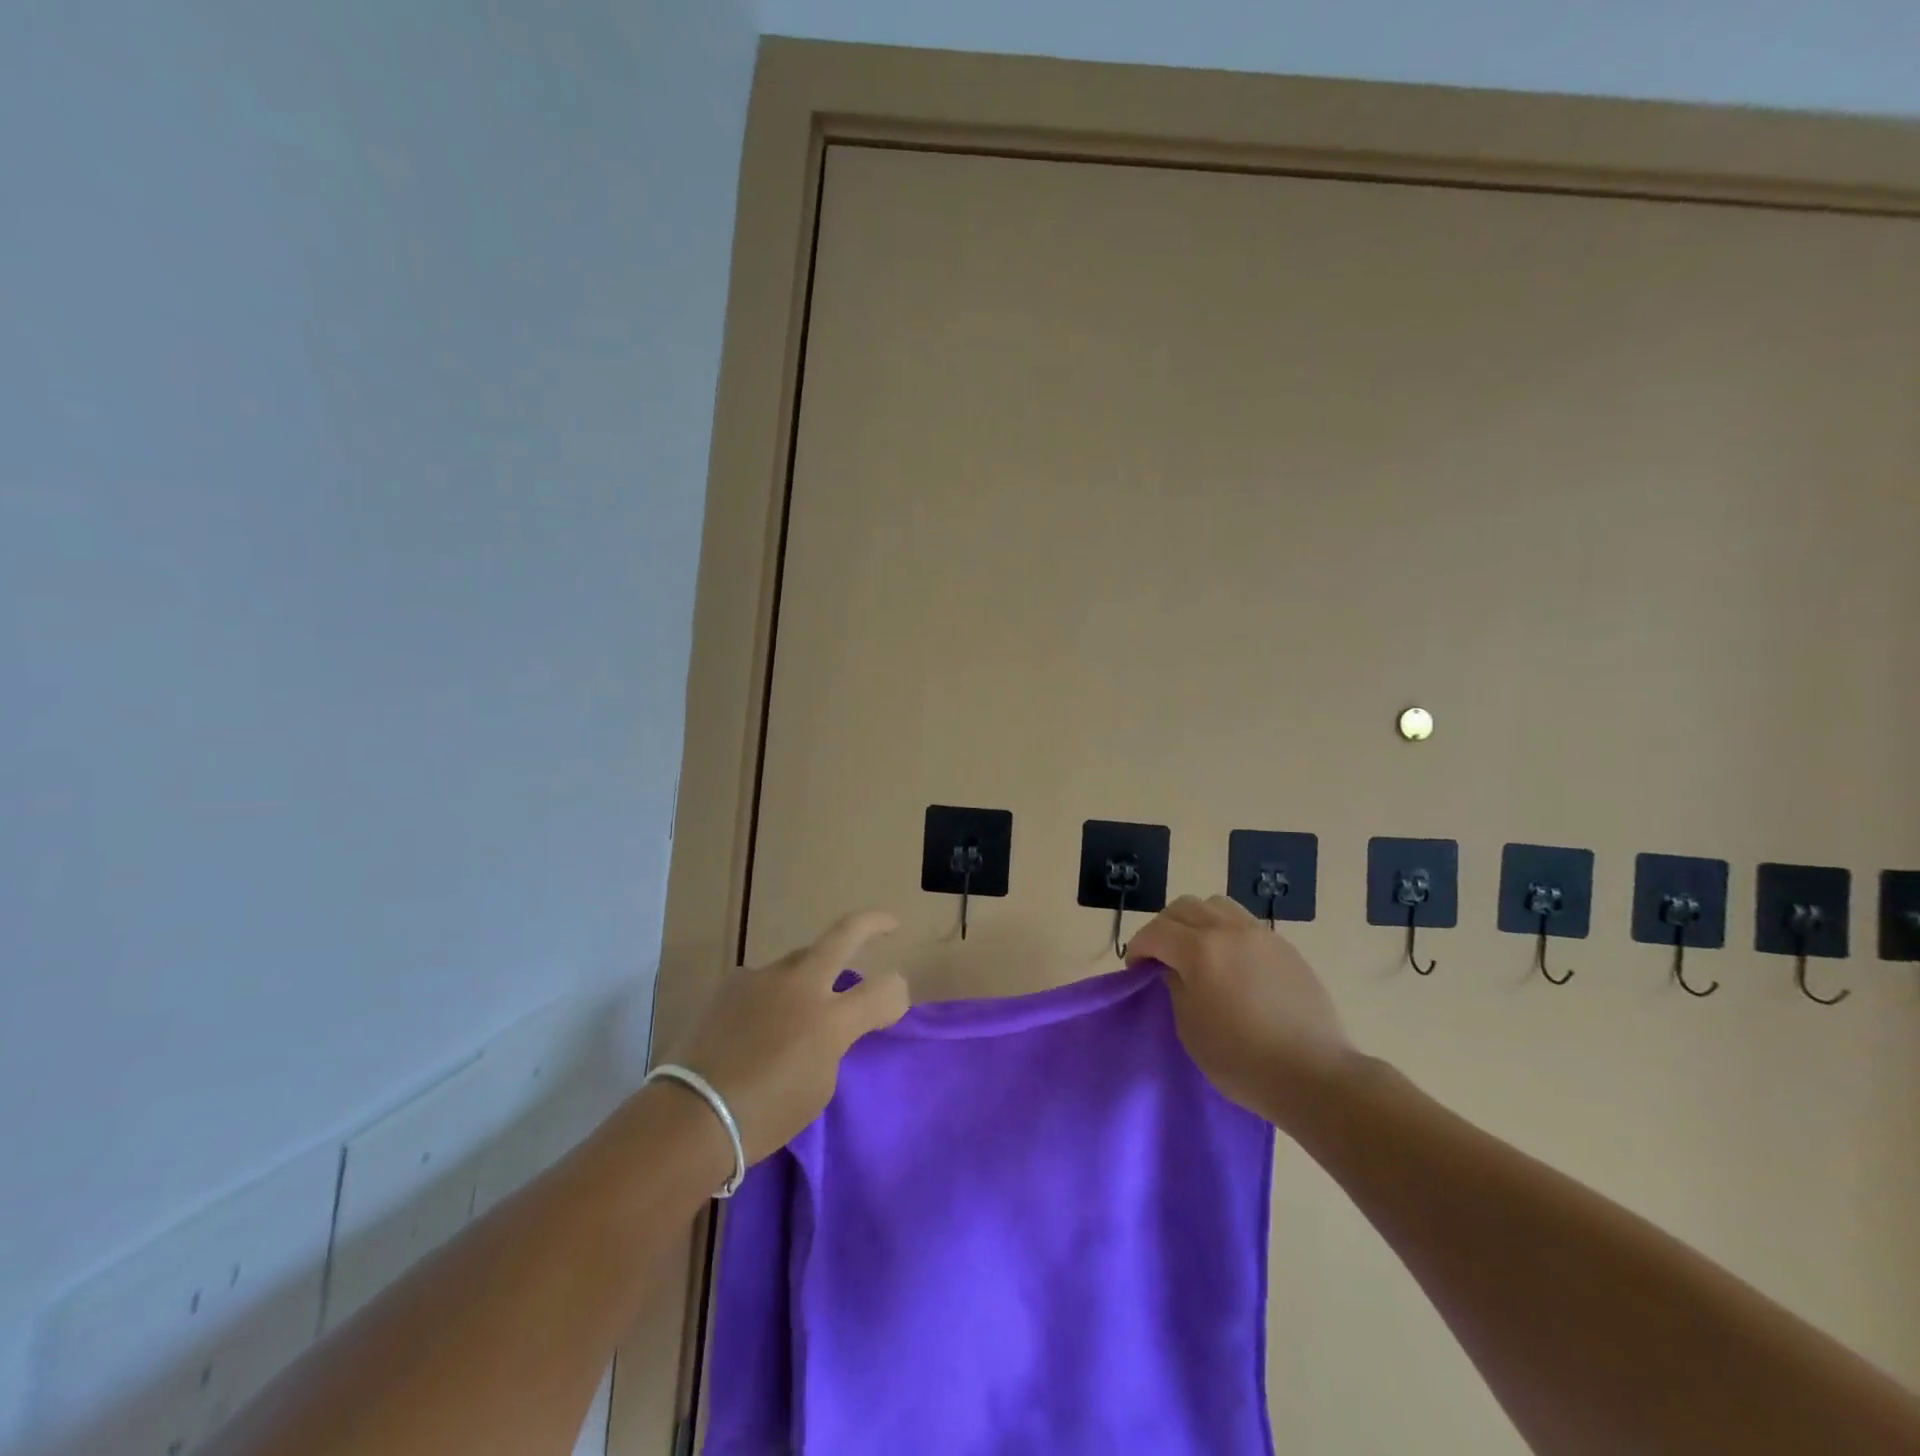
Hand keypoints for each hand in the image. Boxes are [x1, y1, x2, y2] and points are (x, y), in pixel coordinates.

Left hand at [666, 911, 908, 1161]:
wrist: (691, 1116)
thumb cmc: (764, 1116)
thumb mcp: (819, 1086)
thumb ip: (833, 1043)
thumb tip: (829, 1025)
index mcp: (830, 1018)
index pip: (884, 989)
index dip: (897, 993)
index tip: (894, 1004)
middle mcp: (800, 985)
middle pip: (845, 933)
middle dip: (873, 924)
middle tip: (888, 925)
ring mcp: (763, 977)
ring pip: (801, 959)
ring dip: (813, 974)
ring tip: (803, 1005)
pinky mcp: (733, 983)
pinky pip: (766, 981)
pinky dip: (773, 996)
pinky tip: (759, 1023)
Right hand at [1127, 895, 1356, 1126]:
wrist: (1314, 1075)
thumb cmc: (1242, 1060)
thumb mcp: (1190, 1028)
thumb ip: (1175, 986)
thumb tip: (1172, 968)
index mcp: (1201, 950)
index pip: (1156, 931)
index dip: (1139, 947)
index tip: (1136, 969)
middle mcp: (1229, 930)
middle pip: (1184, 907)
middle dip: (1164, 928)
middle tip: (1162, 957)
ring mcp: (1260, 935)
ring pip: (1215, 905)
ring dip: (1196, 921)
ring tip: (1196, 951)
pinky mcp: (1284, 946)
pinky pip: (1243, 922)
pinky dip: (1225, 931)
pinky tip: (1229, 961)